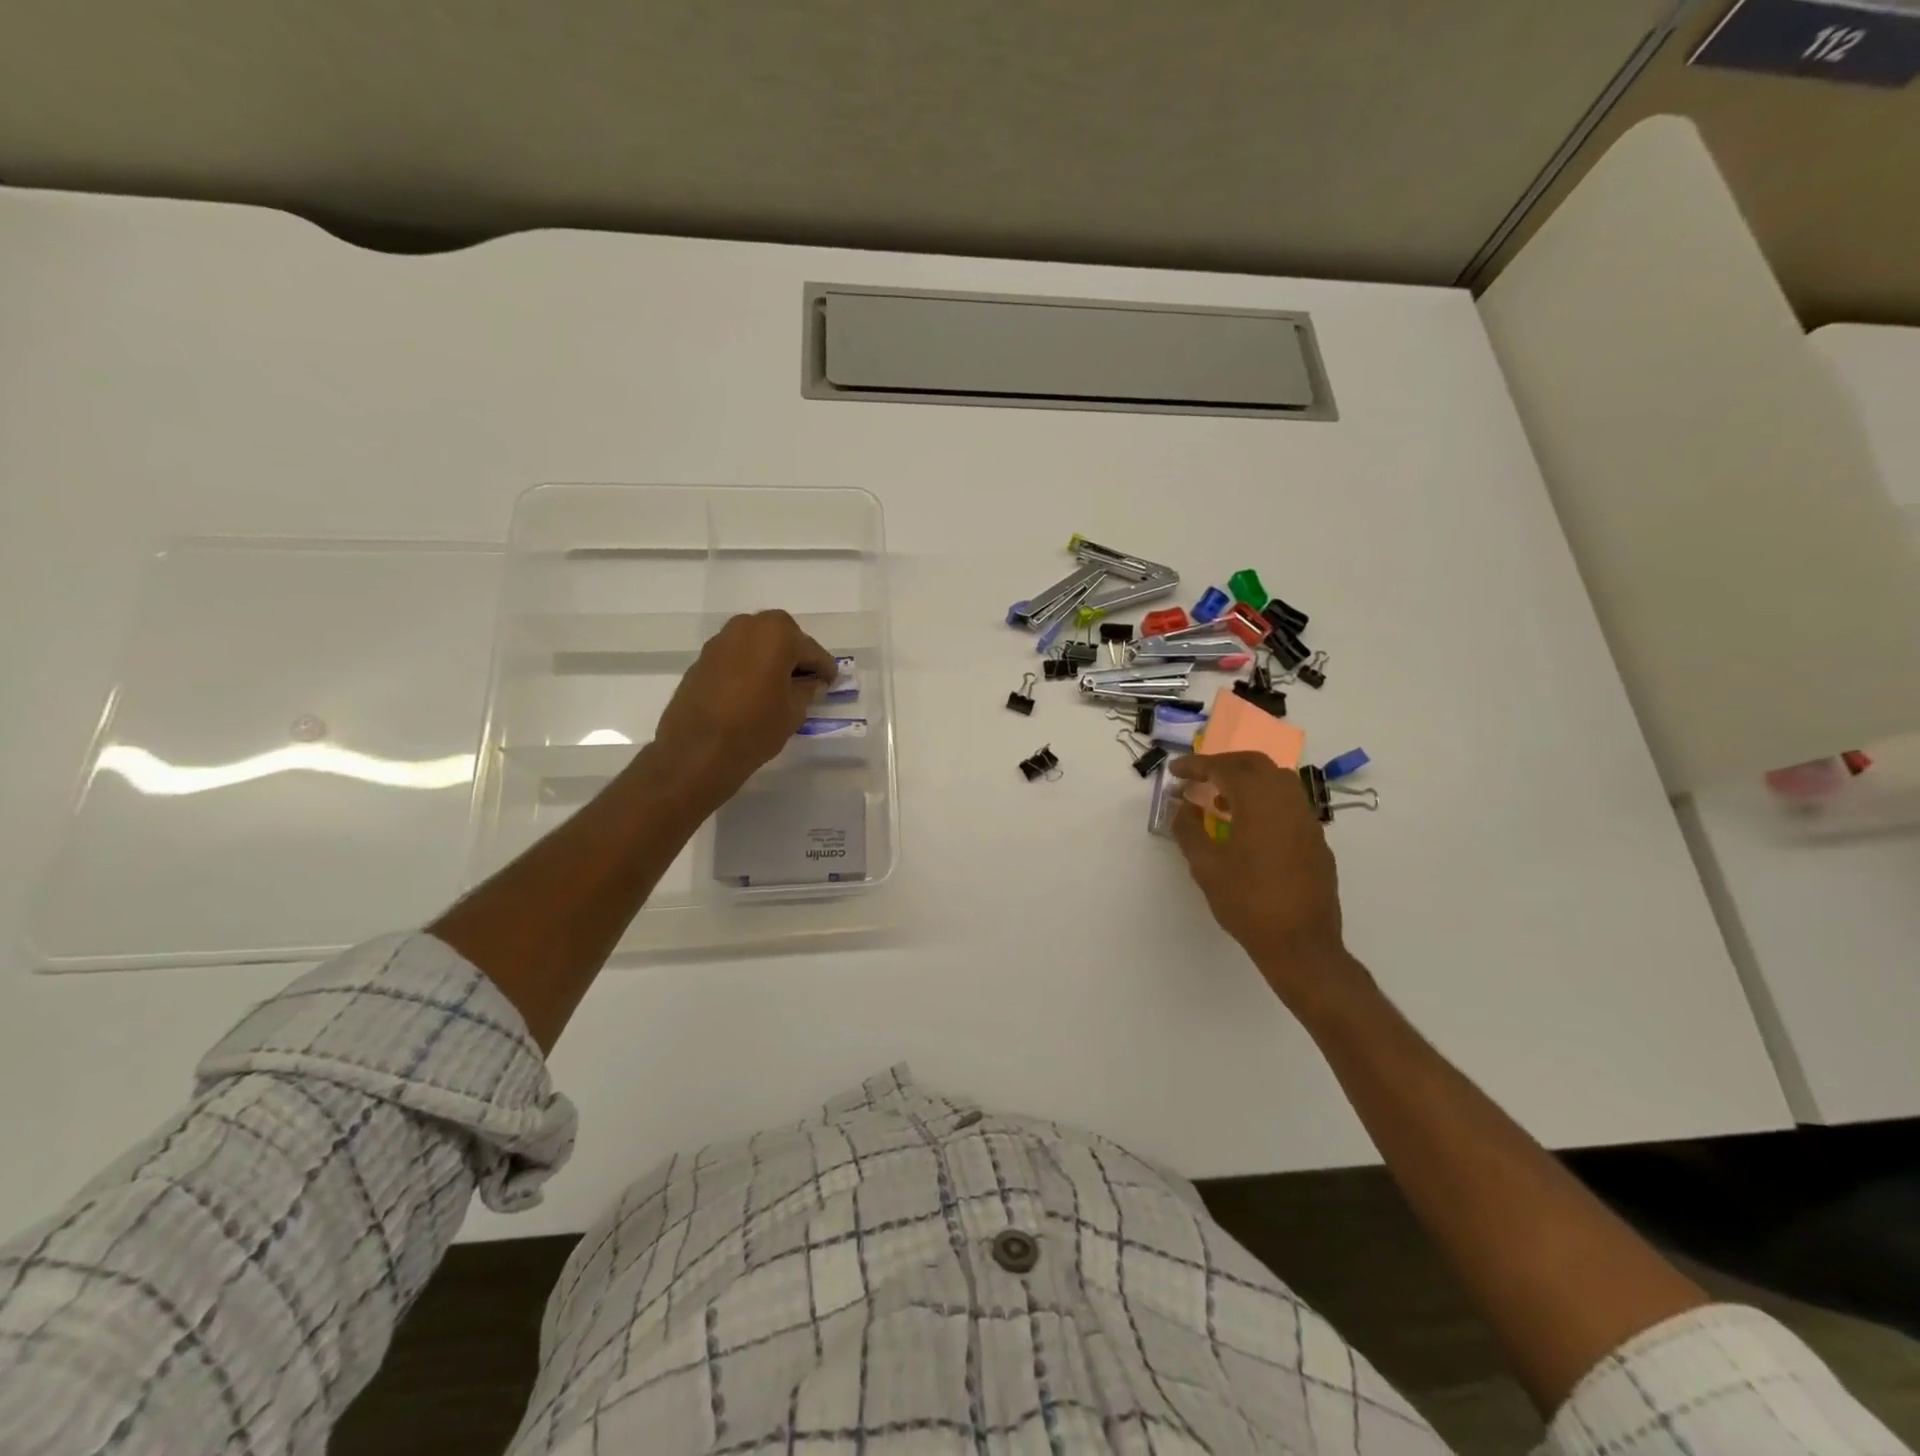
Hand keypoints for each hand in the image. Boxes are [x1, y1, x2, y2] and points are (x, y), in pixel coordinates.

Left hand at [651, 611, 836, 805]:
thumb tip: (812, 682)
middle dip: (795, 653)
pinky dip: (748, 665)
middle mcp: (748, 627)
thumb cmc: (756, 728)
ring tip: (779, 684)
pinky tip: (753, 689)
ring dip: (770, 657)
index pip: (811, 650)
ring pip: (755, 642)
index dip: (825, 668)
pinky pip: (736, 655)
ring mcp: (721, 641)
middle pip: (781, 634)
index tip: (831, 682)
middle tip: (806, 678)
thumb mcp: (794, 712)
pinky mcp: (702, 659)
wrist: (698, 750)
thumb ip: (807, 690)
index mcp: (777, 635)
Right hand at [1168, 753, 1361, 1007]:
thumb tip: (1181, 807)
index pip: (1225, 767)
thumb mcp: (1205, 866)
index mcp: (1259, 801)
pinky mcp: (1316, 840)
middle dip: (1223, 764)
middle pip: (1255, 764)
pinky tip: (1248, 826)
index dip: (1196, 765)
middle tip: (1197, 777)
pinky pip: (1288, 804)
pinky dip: (1264, 800)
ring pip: (1277, 781)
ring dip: (1246, 781)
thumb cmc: (1247, 902)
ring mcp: (1307, 820)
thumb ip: (1188, 830)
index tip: (1175, 771)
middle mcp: (1288, 801)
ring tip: (1219, 800)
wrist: (1301, 944)